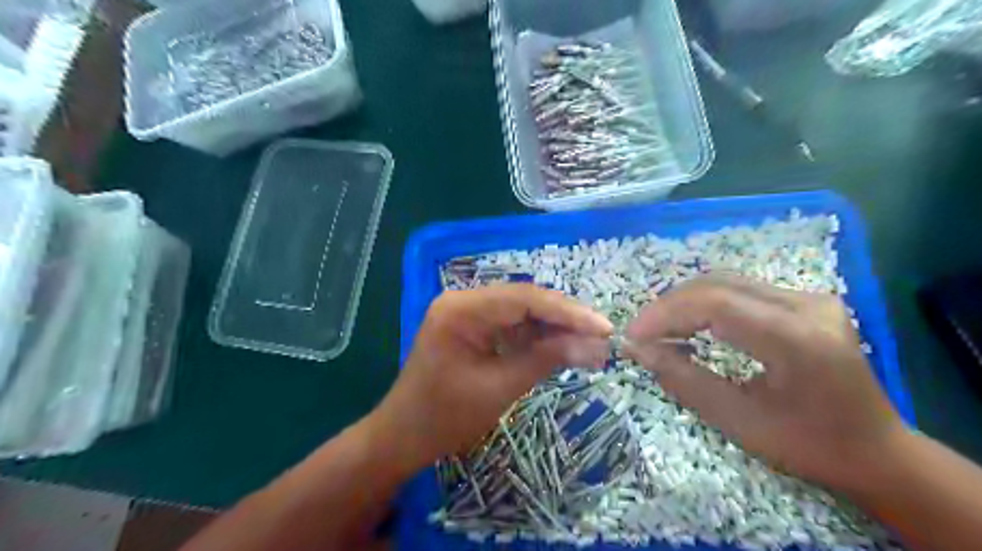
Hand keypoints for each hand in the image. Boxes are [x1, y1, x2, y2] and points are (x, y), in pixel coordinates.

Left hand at [371, 285, 610, 472]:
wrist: (404, 437)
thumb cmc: (444, 417)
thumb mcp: (499, 388)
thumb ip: (545, 360)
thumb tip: (594, 346)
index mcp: (461, 309)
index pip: (525, 299)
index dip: (568, 313)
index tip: (603, 328)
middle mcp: (464, 301)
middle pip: (525, 301)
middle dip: (565, 320)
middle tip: (602, 338)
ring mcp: (468, 313)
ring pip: (522, 312)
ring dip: (555, 329)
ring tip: (590, 346)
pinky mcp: (473, 328)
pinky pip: (512, 326)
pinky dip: (538, 338)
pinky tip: (563, 349)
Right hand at [625, 275, 907, 489]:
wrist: (876, 450)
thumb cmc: (808, 445)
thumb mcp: (738, 421)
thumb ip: (683, 379)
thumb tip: (638, 350)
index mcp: (797, 339)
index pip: (714, 304)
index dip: (665, 315)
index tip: (633, 337)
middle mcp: (806, 304)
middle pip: (716, 284)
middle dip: (669, 306)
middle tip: (641, 334)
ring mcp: (808, 297)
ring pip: (725, 281)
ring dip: (684, 302)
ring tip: (659, 329)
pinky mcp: (803, 299)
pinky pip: (739, 290)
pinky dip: (704, 304)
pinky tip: (689, 324)